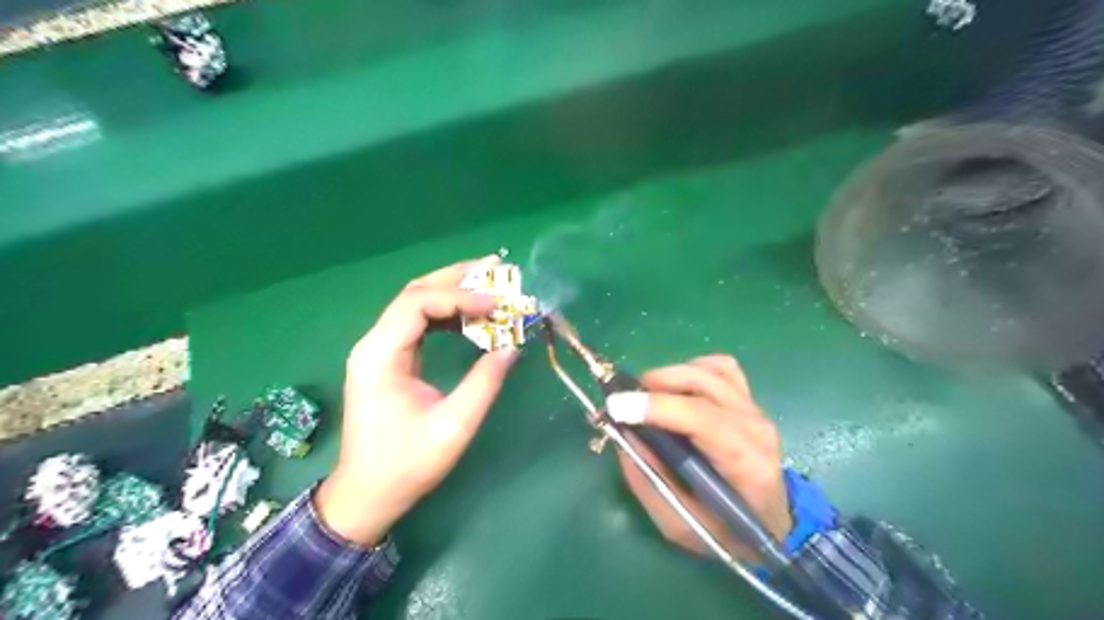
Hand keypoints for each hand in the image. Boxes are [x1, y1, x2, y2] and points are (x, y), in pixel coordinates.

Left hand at [313, 257, 516, 546]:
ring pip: (417, 303)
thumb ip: (484, 382)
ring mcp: (380, 349)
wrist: (368, 493)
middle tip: (496, 268)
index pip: (419, 303)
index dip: (461, 297)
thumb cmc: (407, 464)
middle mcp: (374, 343)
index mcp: (380, 355)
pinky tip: (472, 316)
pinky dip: (448, 313)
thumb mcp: (453, 425)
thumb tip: (512, 346)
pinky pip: (419, 322)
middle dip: (457, 278)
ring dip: (454, 291)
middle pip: (415, 292)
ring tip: (491, 285)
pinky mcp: (389, 358)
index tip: (497, 305)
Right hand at [612, 354, 793, 562]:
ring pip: (709, 370)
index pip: (702, 419)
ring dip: (670, 376)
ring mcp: (755, 410)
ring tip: (647, 395)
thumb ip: (648, 481)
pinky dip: (693, 369)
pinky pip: (721, 367)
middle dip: (655, 385)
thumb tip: (623, 434)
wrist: (770, 525)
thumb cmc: (724, 531)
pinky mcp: (750, 400)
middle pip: (703, 385)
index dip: (656, 407)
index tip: (616, 405)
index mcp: (746, 465)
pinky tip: (678, 388)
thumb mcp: (678, 523)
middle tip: (624, 401)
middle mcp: (756, 428)